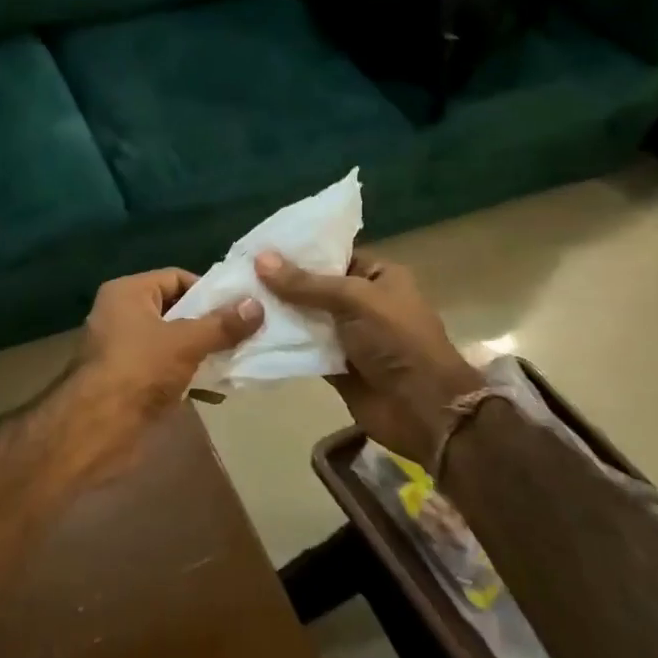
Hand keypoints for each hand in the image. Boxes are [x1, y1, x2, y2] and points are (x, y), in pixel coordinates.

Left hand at [74, 268, 260, 418]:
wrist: (98, 427)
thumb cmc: (139, 369)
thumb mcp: (186, 342)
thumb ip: (222, 325)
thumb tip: (258, 305)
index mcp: (127, 293)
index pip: (176, 278)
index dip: (208, 291)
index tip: (240, 307)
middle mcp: (122, 315)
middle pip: (176, 311)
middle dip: (210, 324)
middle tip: (247, 334)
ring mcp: (125, 350)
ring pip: (173, 343)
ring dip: (204, 352)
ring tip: (239, 360)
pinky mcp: (130, 381)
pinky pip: (167, 370)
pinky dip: (190, 376)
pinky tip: (218, 390)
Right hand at [256, 251, 482, 464]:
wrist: (423, 410)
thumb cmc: (397, 341)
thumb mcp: (353, 300)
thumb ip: (305, 283)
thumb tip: (260, 258)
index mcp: (378, 277)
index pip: (332, 255)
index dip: (297, 252)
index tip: (257, 247)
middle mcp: (361, 303)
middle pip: (313, 287)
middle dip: (279, 284)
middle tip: (237, 273)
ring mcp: (347, 336)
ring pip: (304, 319)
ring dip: (276, 314)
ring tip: (234, 300)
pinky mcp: (334, 366)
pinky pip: (302, 349)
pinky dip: (281, 343)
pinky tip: (247, 334)